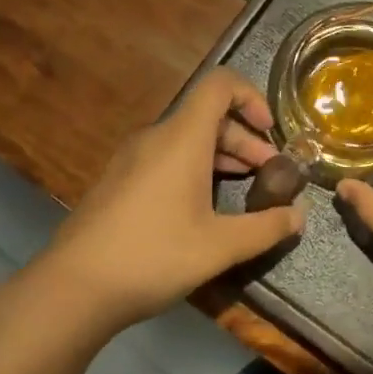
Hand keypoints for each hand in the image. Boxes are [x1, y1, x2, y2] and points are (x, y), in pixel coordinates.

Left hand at [36, 69, 305, 333]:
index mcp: (181, 138)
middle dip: (245, 138)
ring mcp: (131, 158)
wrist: (72, 289)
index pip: (220, 84)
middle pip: (208, 115)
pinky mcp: (118, 180)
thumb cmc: (153, 256)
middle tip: (268, 173)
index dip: (252, 96)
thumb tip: (299, 217)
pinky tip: (203, 207)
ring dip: (222, 155)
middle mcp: (155, 137)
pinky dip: (195, 167)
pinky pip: (166, 157)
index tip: (271, 132)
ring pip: (187, 138)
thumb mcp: (220, 246)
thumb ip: (266, 228)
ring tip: (244, 187)